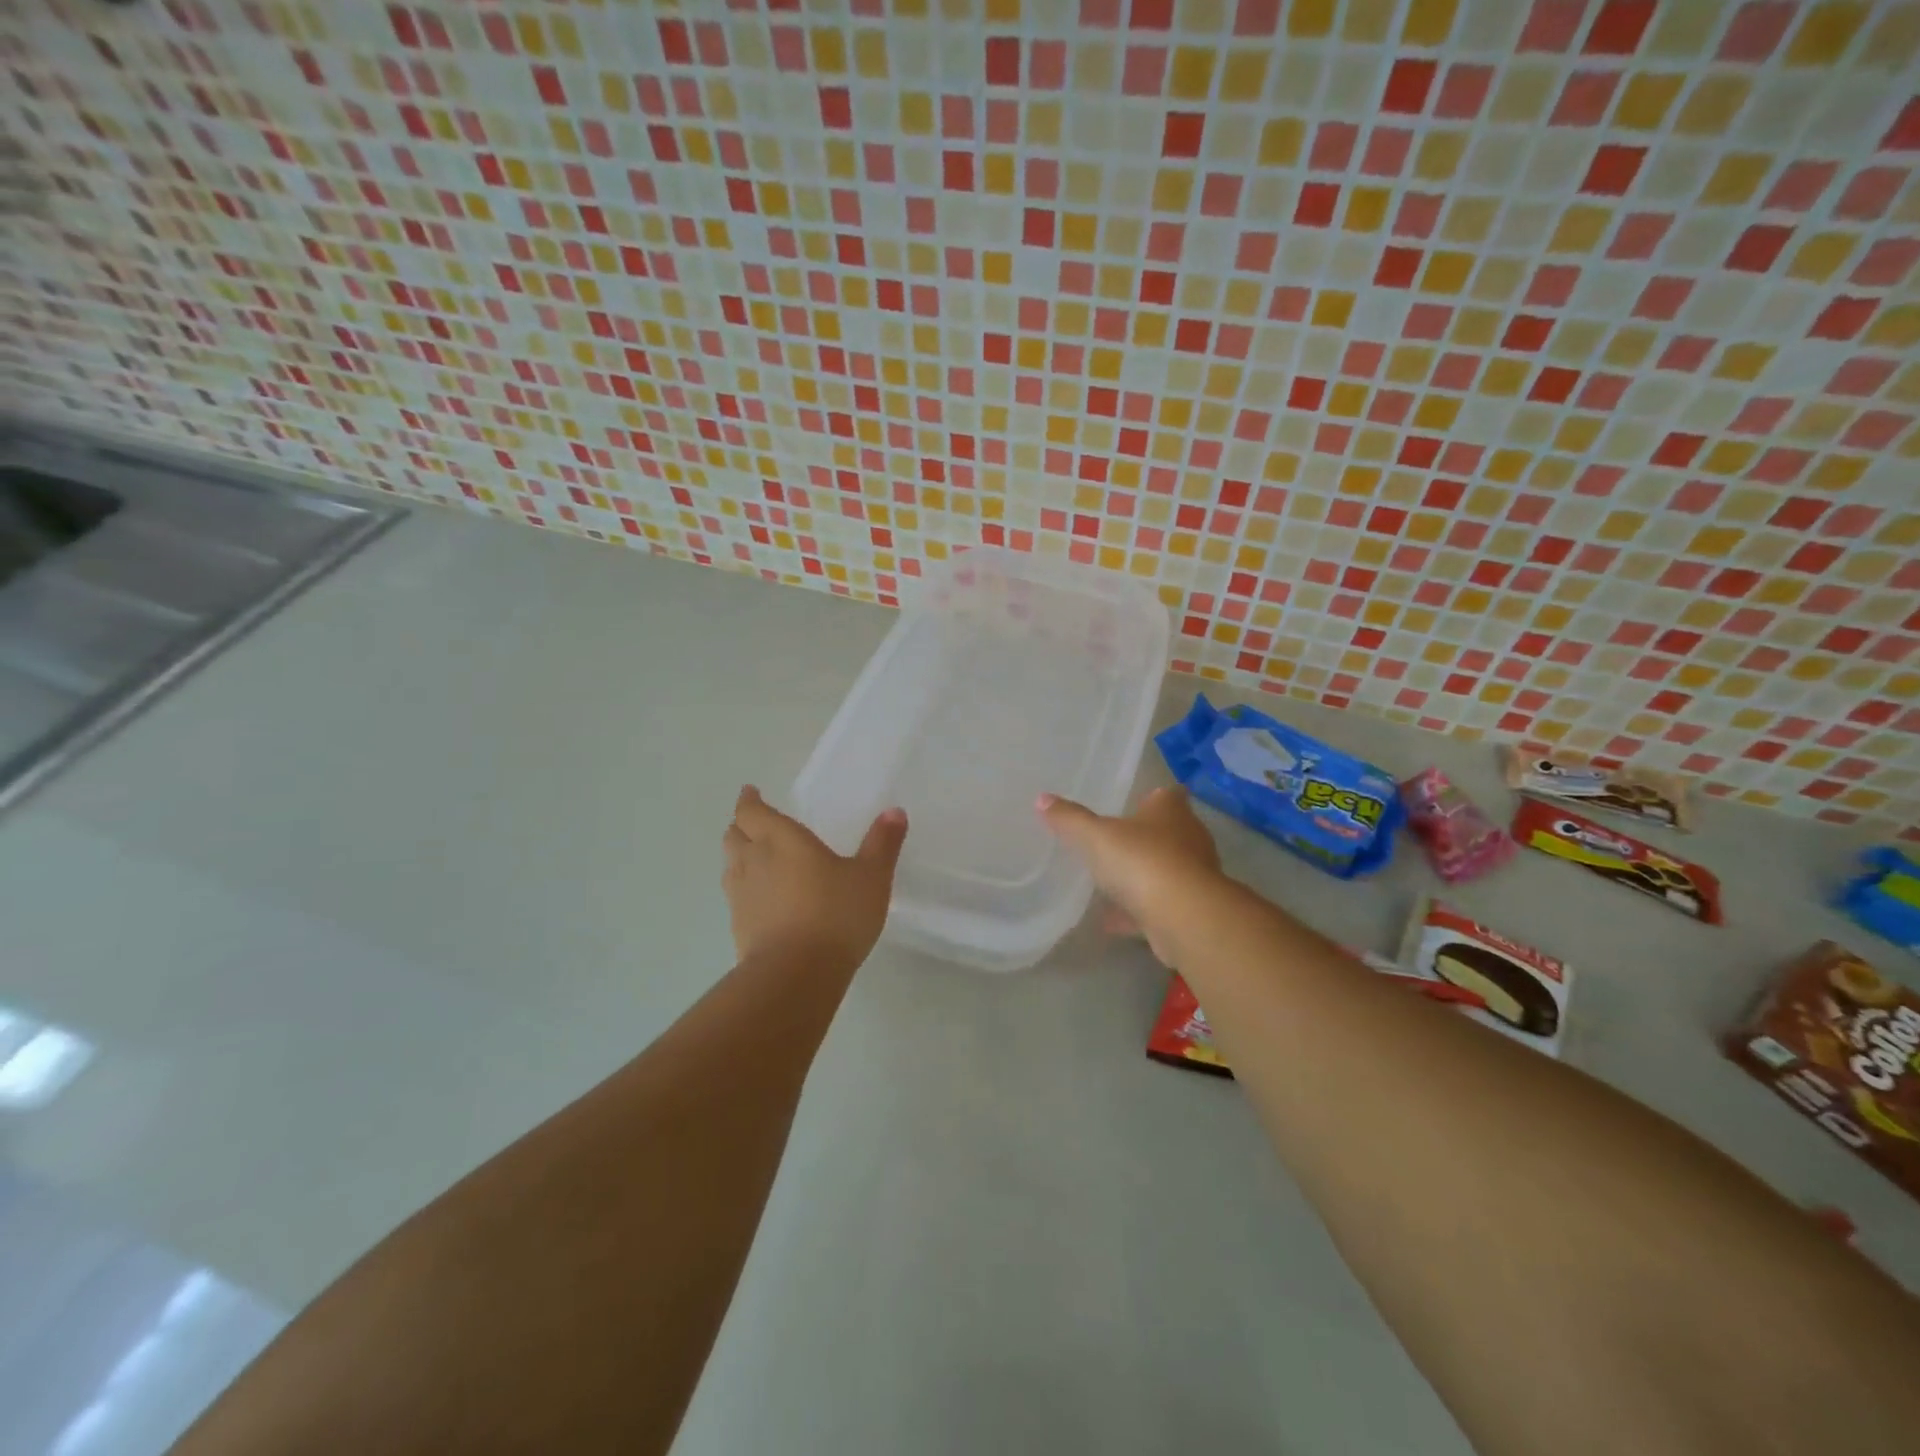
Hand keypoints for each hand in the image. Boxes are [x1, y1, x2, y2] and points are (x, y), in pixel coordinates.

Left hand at [722, 786, 907, 970]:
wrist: (796, 974)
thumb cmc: (835, 914)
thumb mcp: (871, 876)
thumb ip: (882, 843)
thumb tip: (895, 811)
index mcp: (781, 839)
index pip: (751, 811)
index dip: (749, 801)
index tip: (750, 793)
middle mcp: (754, 860)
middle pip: (734, 835)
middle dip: (742, 825)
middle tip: (755, 824)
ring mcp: (741, 896)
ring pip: (730, 865)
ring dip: (739, 856)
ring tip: (755, 857)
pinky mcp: (738, 927)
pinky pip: (735, 896)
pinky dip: (744, 889)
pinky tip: (762, 900)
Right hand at [1038, 786, 1221, 966]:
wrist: (1184, 917)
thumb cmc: (1141, 861)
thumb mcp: (1095, 836)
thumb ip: (1070, 819)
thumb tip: (1042, 798)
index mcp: (1170, 811)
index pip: (1168, 794)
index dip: (1153, 797)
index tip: (1136, 802)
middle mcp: (1189, 838)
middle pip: (1170, 832)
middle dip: (1145, 837)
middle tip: (1116, 841)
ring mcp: (1193, 877)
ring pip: (1166, 870)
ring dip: (1143, 876)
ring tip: (1111, 882)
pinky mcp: (1189, 910)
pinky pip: (1158, 906)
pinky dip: (1136, 911)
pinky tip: (1110, 921)